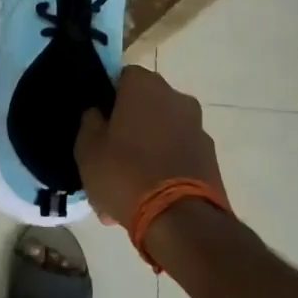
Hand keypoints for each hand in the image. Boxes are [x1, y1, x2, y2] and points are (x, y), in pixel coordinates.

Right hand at [74, 65, 225, 227]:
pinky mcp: (211, 158)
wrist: (181, 221)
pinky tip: (145, 198)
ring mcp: (198, 128)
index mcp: (145, 86)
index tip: (97, 121)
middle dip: (128, 128)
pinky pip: (176, 156)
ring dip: (145, 151)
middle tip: (108, 157)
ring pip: (160, 134)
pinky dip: (163, 169)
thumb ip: (90, 122)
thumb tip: (97, 112)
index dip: (107, 97)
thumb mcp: (87, 148)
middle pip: (145, 106)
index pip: (122, 76)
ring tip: (124, 187)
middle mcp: (177, 98)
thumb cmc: (124, 173)